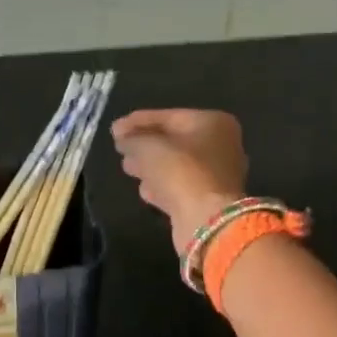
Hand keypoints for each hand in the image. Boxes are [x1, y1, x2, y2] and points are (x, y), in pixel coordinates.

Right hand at [111, 109, 248, 255]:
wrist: (206, 219)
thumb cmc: (180, 171)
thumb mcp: (148, 147)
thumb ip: (132, 138)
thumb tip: (122, 138)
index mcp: (213, 123)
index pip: (168, 117)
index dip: (138, 121)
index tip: (114, 129)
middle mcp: (221, 145)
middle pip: (173, 141)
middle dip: (145, 144)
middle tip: (120, 148)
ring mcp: (217, 175)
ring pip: (175, 165)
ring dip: (151, 166)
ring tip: (128, 167)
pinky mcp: (208, 200)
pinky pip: (180, 186)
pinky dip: (162, 186)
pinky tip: (145, 189)